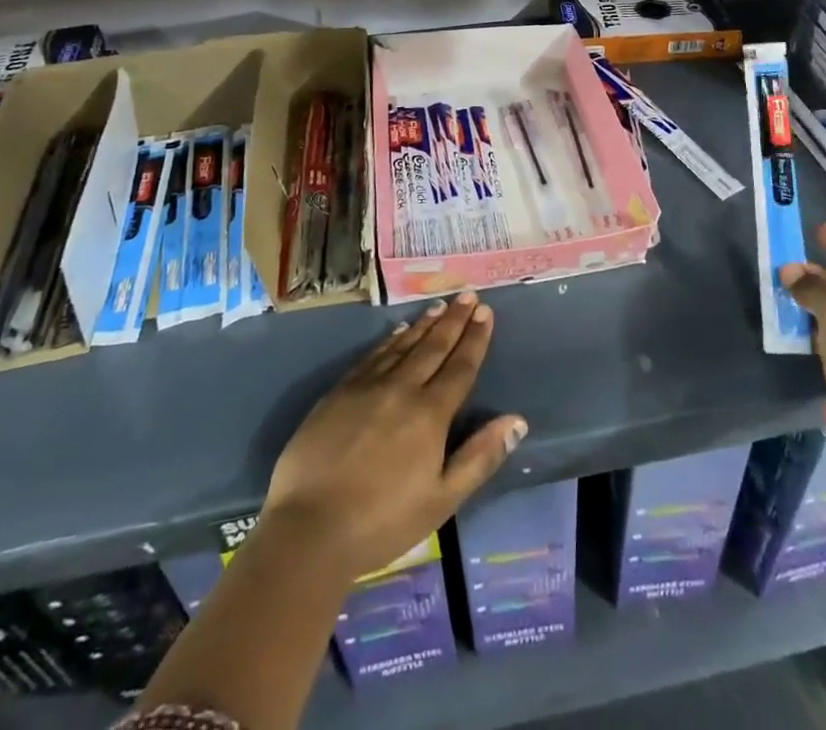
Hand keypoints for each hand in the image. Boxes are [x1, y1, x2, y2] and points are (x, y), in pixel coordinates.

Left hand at [261, 293, 526, 581]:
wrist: (308, 530)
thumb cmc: (382, 522)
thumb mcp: (442, 499)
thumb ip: (480, 456)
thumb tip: (517, 420)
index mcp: (430, 414)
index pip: (460, 366)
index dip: (475, 338)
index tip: (485, 311)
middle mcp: (401, 389)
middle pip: (434, 347)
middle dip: (454, 320)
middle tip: (468, 295)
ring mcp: (366, 387)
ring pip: (403, 346)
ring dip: (424, 325)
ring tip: (439, 306)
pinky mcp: (338, 393)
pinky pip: (372, 356)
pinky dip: (389, 341)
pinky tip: (397, 333)